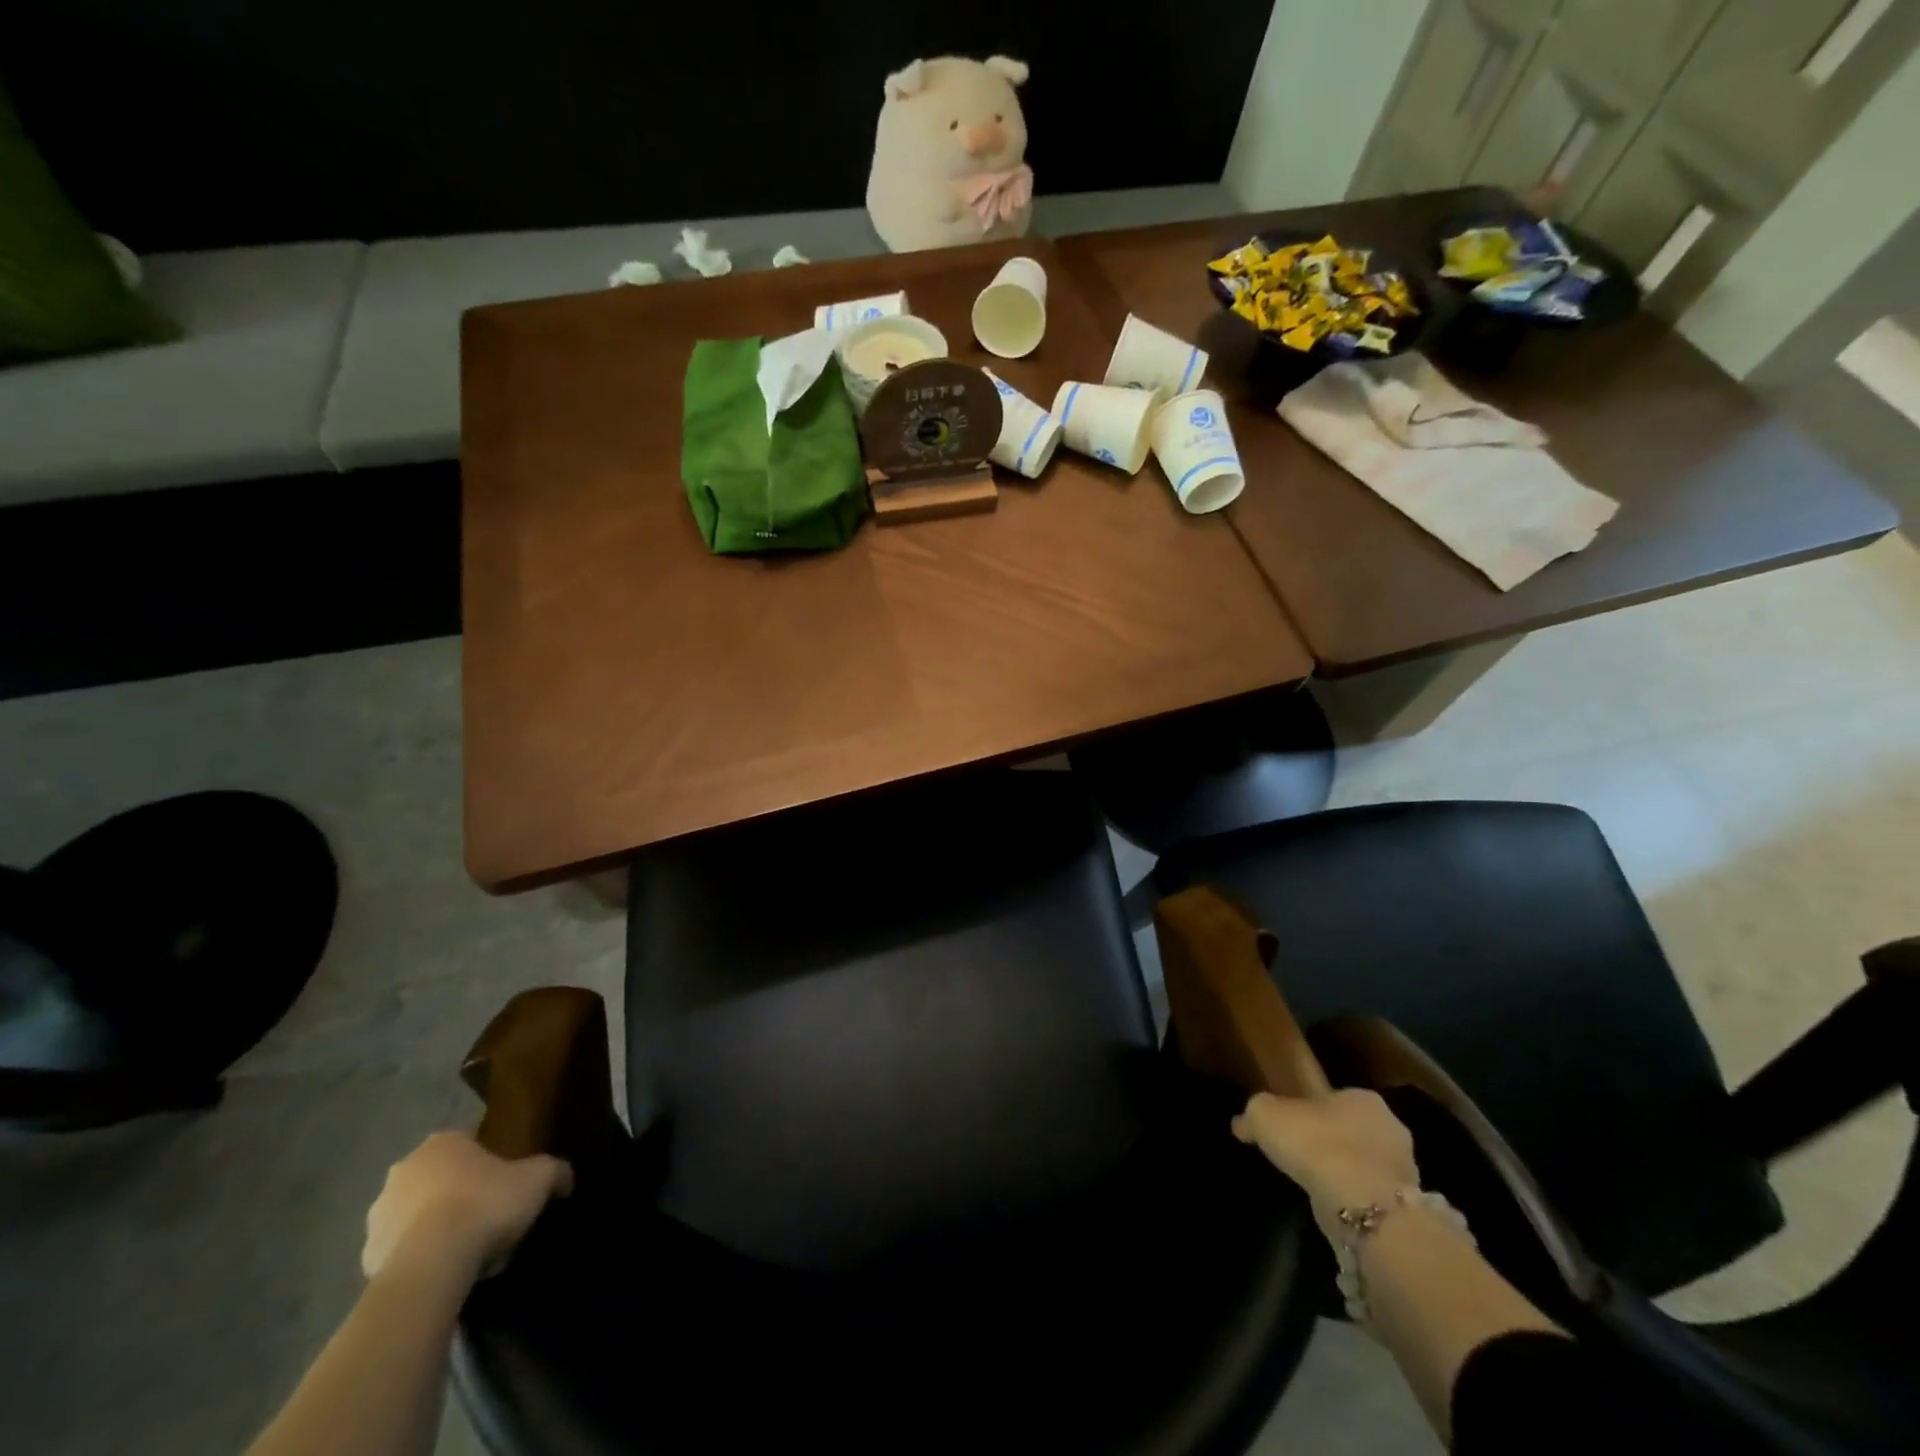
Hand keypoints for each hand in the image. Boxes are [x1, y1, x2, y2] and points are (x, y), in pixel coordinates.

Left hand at [361, 1131, 572, 1287]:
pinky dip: (419, 1257)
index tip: (505, 1183)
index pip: (469, 1143)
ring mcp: (379, 1215)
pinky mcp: (366, 1258)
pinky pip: (402, 1252)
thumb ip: (555, 1171)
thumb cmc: (486, 1204)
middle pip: (439, 1178)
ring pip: (417, 1215)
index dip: (489, 1162)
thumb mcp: (538, 1179)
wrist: (432, 1265)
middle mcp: (404, 1170)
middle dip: (458, 1193)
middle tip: (488, 1215)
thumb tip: (565, 1179)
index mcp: (443, 1142)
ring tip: (467, 1250)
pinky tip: (445, 1271)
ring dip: (435, 1226)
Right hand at [1233, 1089, 1420, 1240]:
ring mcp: (1404, 1170)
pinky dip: (1355, 1200)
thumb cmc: (1315, 1144)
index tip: (1291, 1126)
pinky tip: (1334, 1207)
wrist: (1362, 1206)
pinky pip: (1372, 1196)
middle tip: (1303, 1155)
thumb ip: (1253, 1114)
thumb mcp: (1265, 1115)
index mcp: (1362, 1097)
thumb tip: (1241, 1123)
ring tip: (1316, 1186)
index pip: (1333, 1098)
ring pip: (1365, 1164)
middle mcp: (1390, 1127)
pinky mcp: (1407, 1209)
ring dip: (1345, 1172)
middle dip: (1332, 1140)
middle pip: (1352, 1130)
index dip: (1309, 1110)